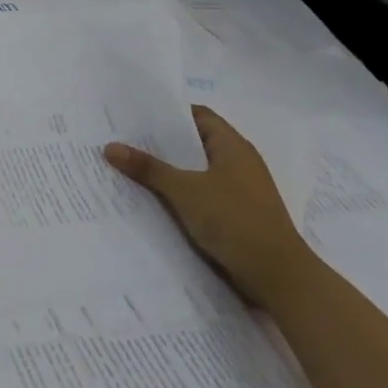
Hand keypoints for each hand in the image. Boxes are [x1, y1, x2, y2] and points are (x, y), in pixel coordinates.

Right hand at [104, 106, 314, 308]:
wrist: (277, 274)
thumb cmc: (234, 220)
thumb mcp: (185, 191)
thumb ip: (148, 168)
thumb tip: (110, 146)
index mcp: (233, 147)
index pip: (199, 116)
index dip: (170, 113)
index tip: (136, 115)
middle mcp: (238, 162)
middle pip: (195, 142)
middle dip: (161, 142)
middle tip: (123, 140)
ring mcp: (238, 189)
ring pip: (196, 170)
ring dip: (168, 169)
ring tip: (130, 167)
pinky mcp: (235, 212)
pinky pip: (200, 192)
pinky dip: (178, 191)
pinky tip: (152, 198)